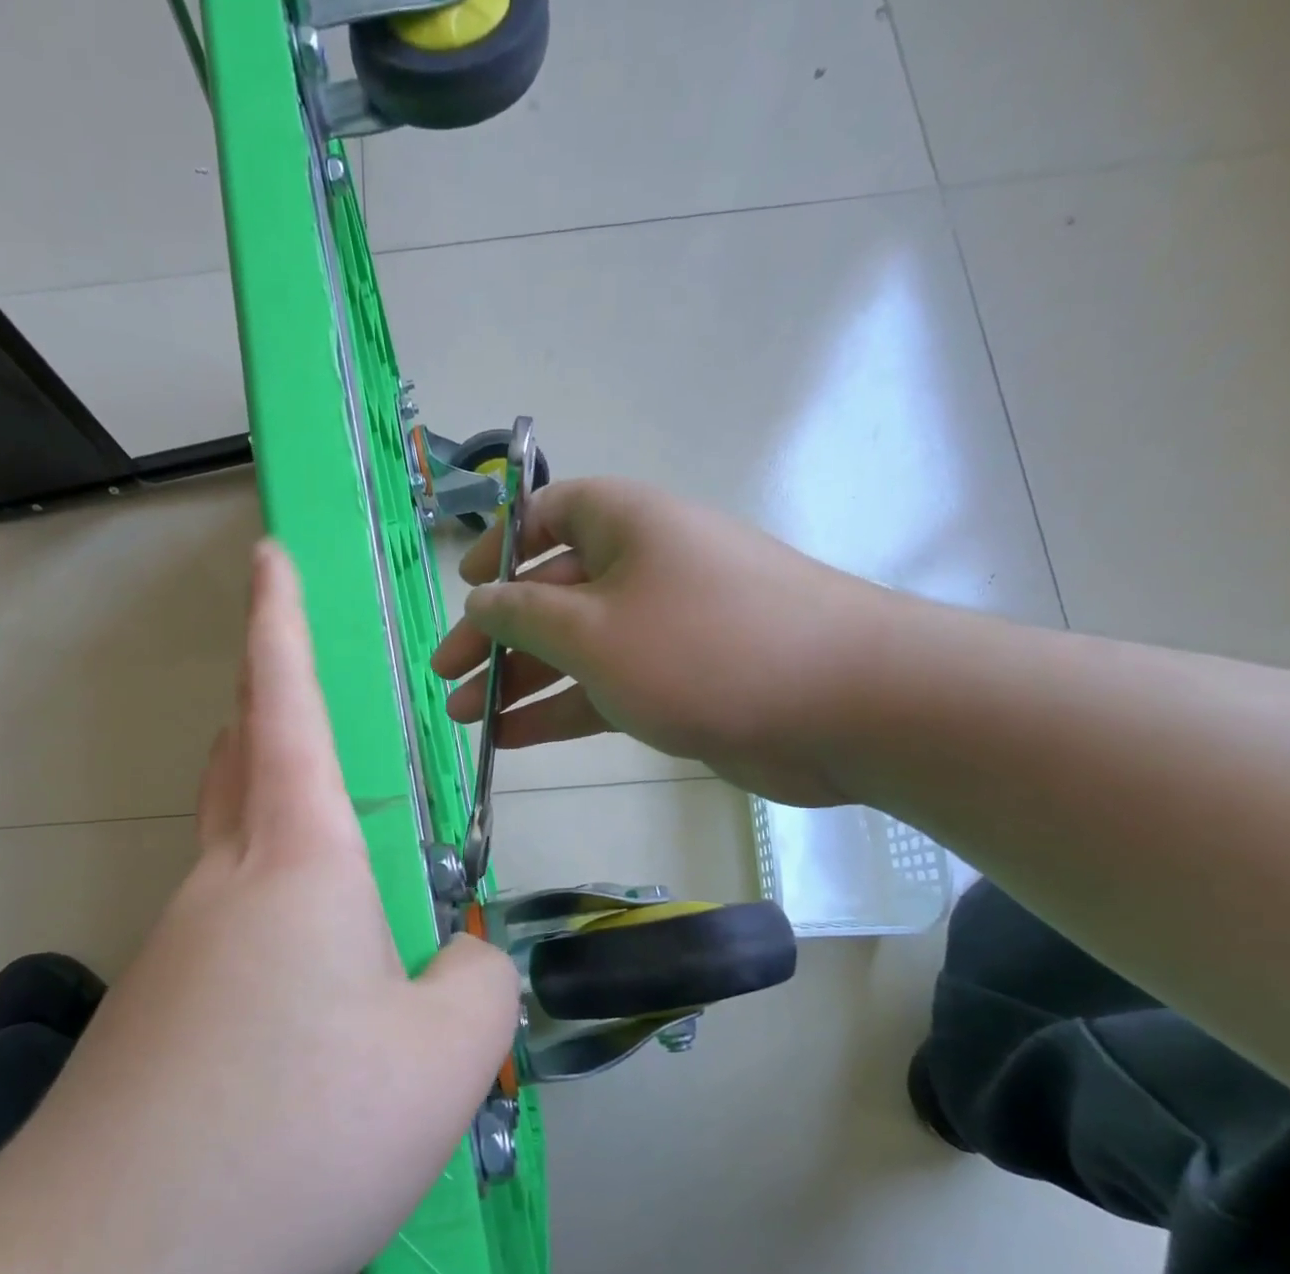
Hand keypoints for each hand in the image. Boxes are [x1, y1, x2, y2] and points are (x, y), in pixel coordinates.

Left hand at [0, 541, 520, 1273]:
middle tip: (318, 702)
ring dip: (287, 824)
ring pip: (239, 844)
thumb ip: (480, 981)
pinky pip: (234, 927)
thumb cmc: (297, 1132)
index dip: (279, 620)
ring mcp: (179, 945)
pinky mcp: (160, 1011)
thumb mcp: (445, 1056)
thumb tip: (466, 956)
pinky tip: (320, 997)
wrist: (109, 1269)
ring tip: (360, 874)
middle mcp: (226, 880)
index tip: (268, 556)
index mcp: (298, 858)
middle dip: (272, 706)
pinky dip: (284, 920)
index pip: (287, 704)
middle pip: (244, 757)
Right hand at [431, 477, 901, 806]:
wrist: (843, 706)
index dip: (500, 548)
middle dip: (494, 637)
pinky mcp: (678, 680)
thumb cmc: (703, 648)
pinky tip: (512, 740)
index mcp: (624, 524)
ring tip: (465, 721)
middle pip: (550, 593)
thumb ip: (525, 614)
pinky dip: (560, 710)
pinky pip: (603, 687)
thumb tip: (480, 598)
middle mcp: (642, 566)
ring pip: (573, 648)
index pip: (547, 516)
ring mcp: (662, 628)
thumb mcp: (592, 629)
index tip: (464, 588)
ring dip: (519, 682)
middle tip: (446, 678)